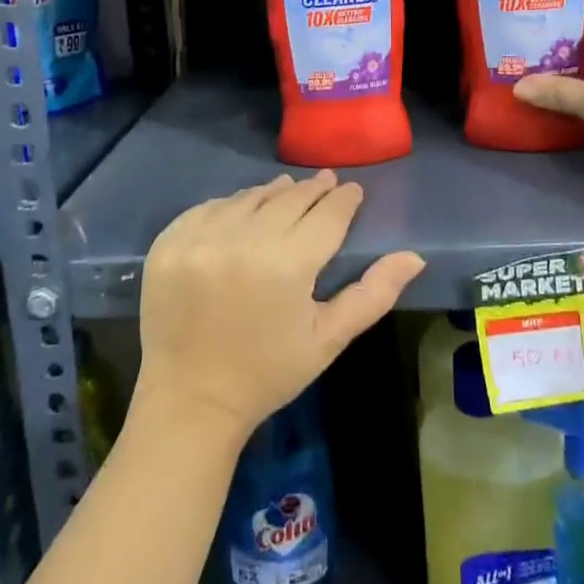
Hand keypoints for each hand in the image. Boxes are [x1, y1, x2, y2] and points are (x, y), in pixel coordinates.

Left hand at [133, 171, 423, 445]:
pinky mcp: (169, 243)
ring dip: (272, 193)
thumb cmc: (268, 373)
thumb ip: (373, 294)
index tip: (352, 190)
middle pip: (288, 199)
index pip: (326, 215)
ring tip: (288, 190)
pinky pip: (209, 208)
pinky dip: (231, 205)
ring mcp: (200, 239)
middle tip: (326, 180)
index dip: (343, 200)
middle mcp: (243, 241)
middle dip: (312, 190)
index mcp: (287, 265)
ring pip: (249, 198)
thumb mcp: (328, 339)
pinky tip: (243, 210)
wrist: (190, 402)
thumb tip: (414, 256)